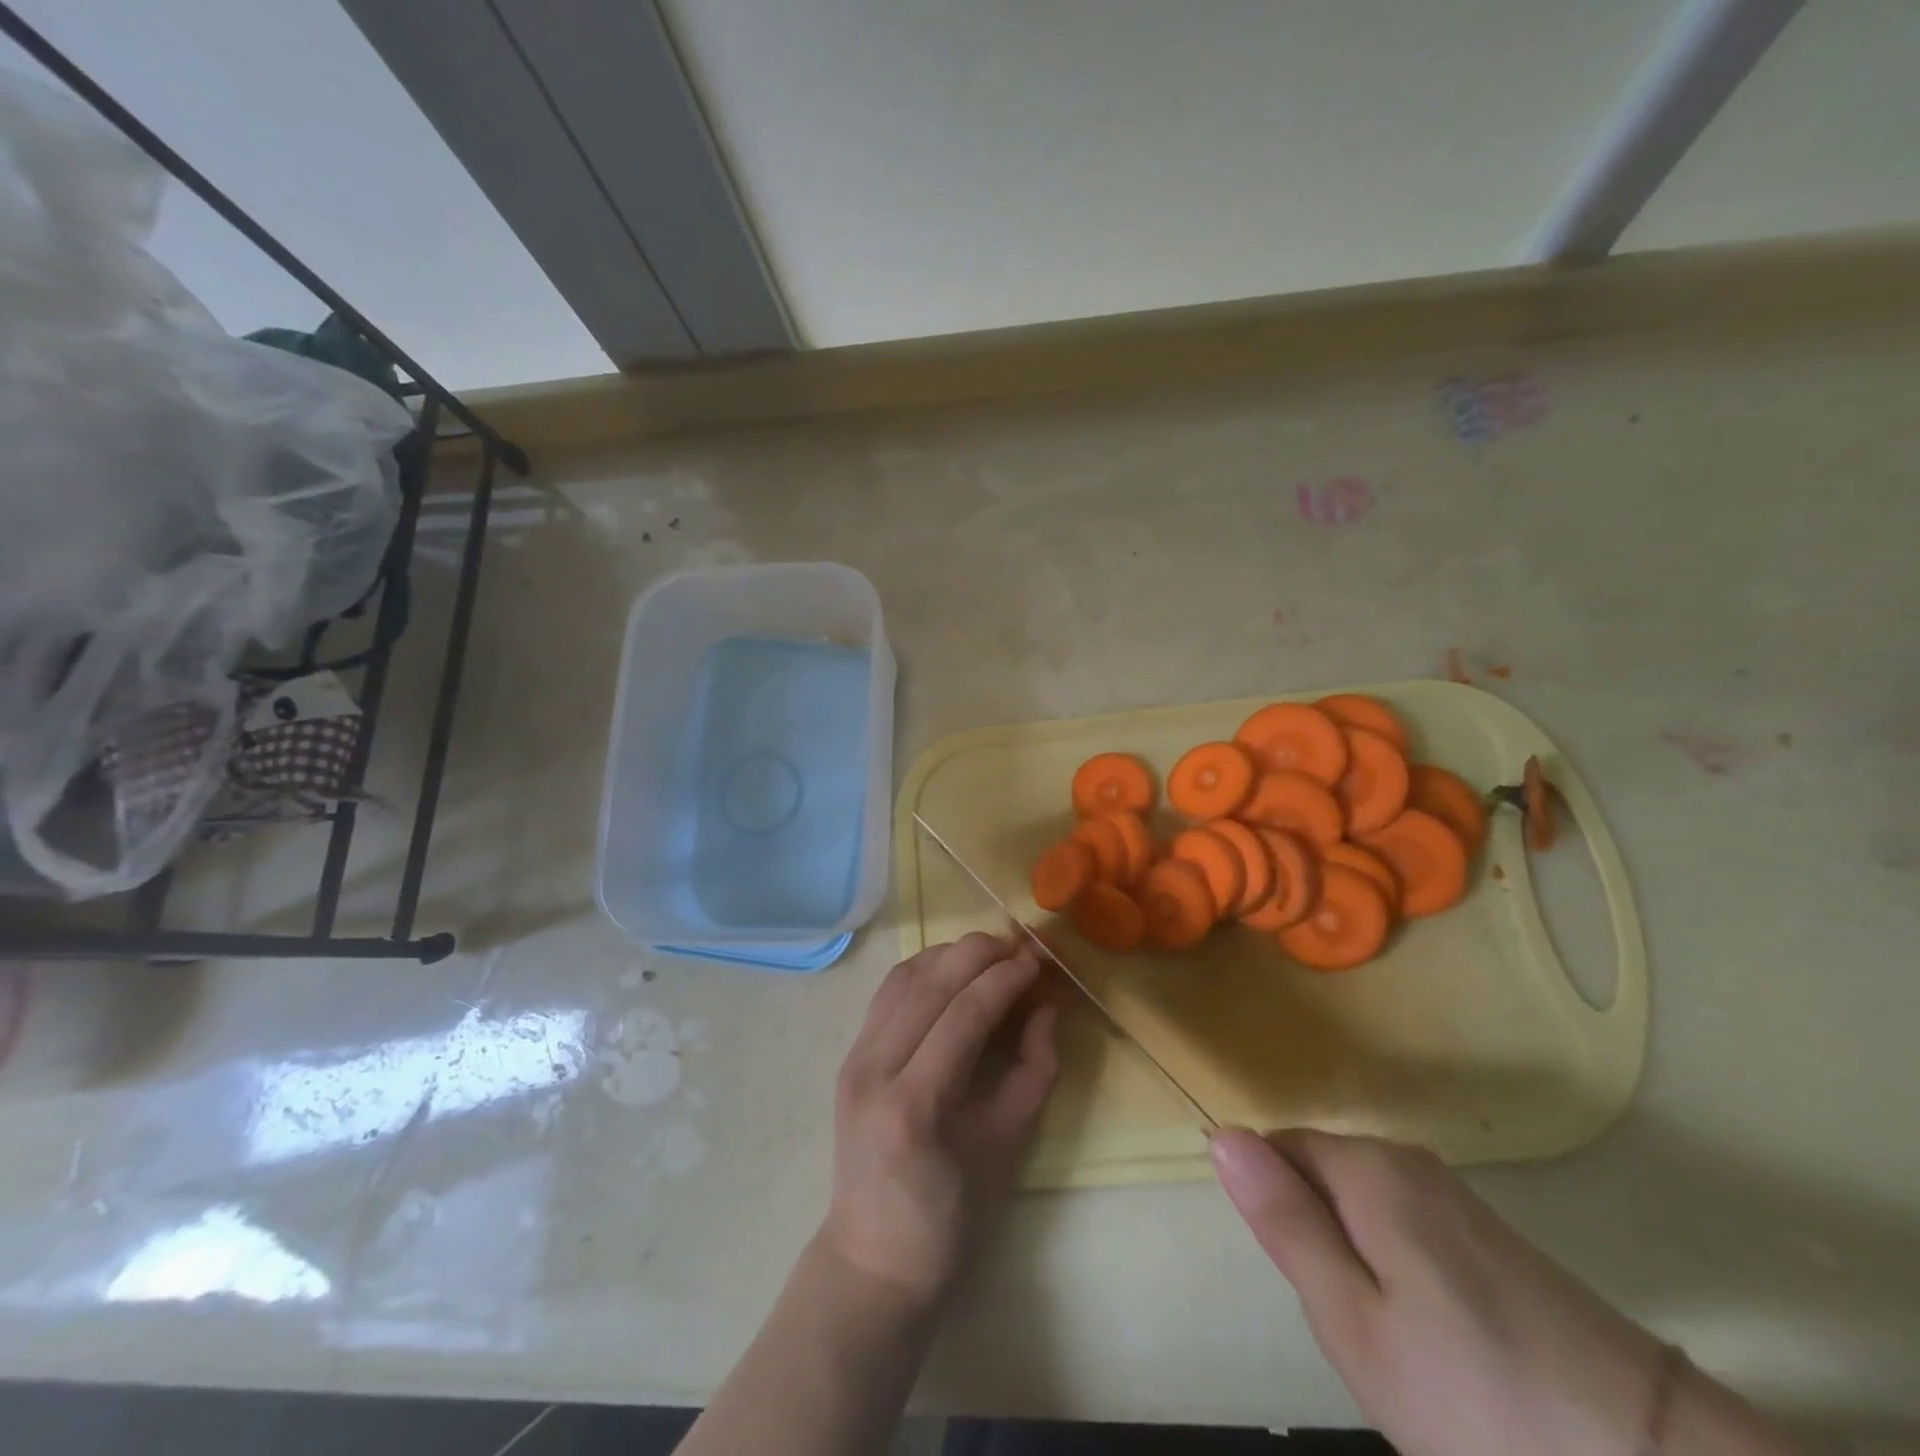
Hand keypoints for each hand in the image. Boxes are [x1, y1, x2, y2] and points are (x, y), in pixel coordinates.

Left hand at [822, 932, 1058, 1310]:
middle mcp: (875, 1069)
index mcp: (915, 1104)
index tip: (1039, 961)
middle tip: (1020, 947)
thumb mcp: (1007, 1147)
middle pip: (929, 983)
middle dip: (979, 953)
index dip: (1005, 978)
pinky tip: (950, 969)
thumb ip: (1034, 1071)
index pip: (964, 1013)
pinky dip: (922, 969)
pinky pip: (887, 993)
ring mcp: (854, 1058)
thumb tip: (1046, 1008)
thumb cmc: (950, 1217)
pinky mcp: (849, 1055)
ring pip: (904, 978)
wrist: (874, 1259)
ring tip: (991, 953)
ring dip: (949, 954)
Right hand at [1211, 1129, 1667, 1455]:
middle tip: (1351, 1324)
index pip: (1277, 1149)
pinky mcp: (1492, 1233)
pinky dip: (1398, 1272)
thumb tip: (1221, 1135)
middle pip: (1321, 1175)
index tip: (1308, 1284)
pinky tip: (1438, 1340)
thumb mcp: (1353, 1321)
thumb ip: (1284, 1221)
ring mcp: (1456, 1195)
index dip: (1275, 1210)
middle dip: (1316, 1237)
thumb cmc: (1475, 1396)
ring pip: (1362, 1207)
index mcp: (1368, 1168)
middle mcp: (1408, 1159)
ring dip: (1356, 1259)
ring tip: (1395, 1341)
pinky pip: (1406, 1228)